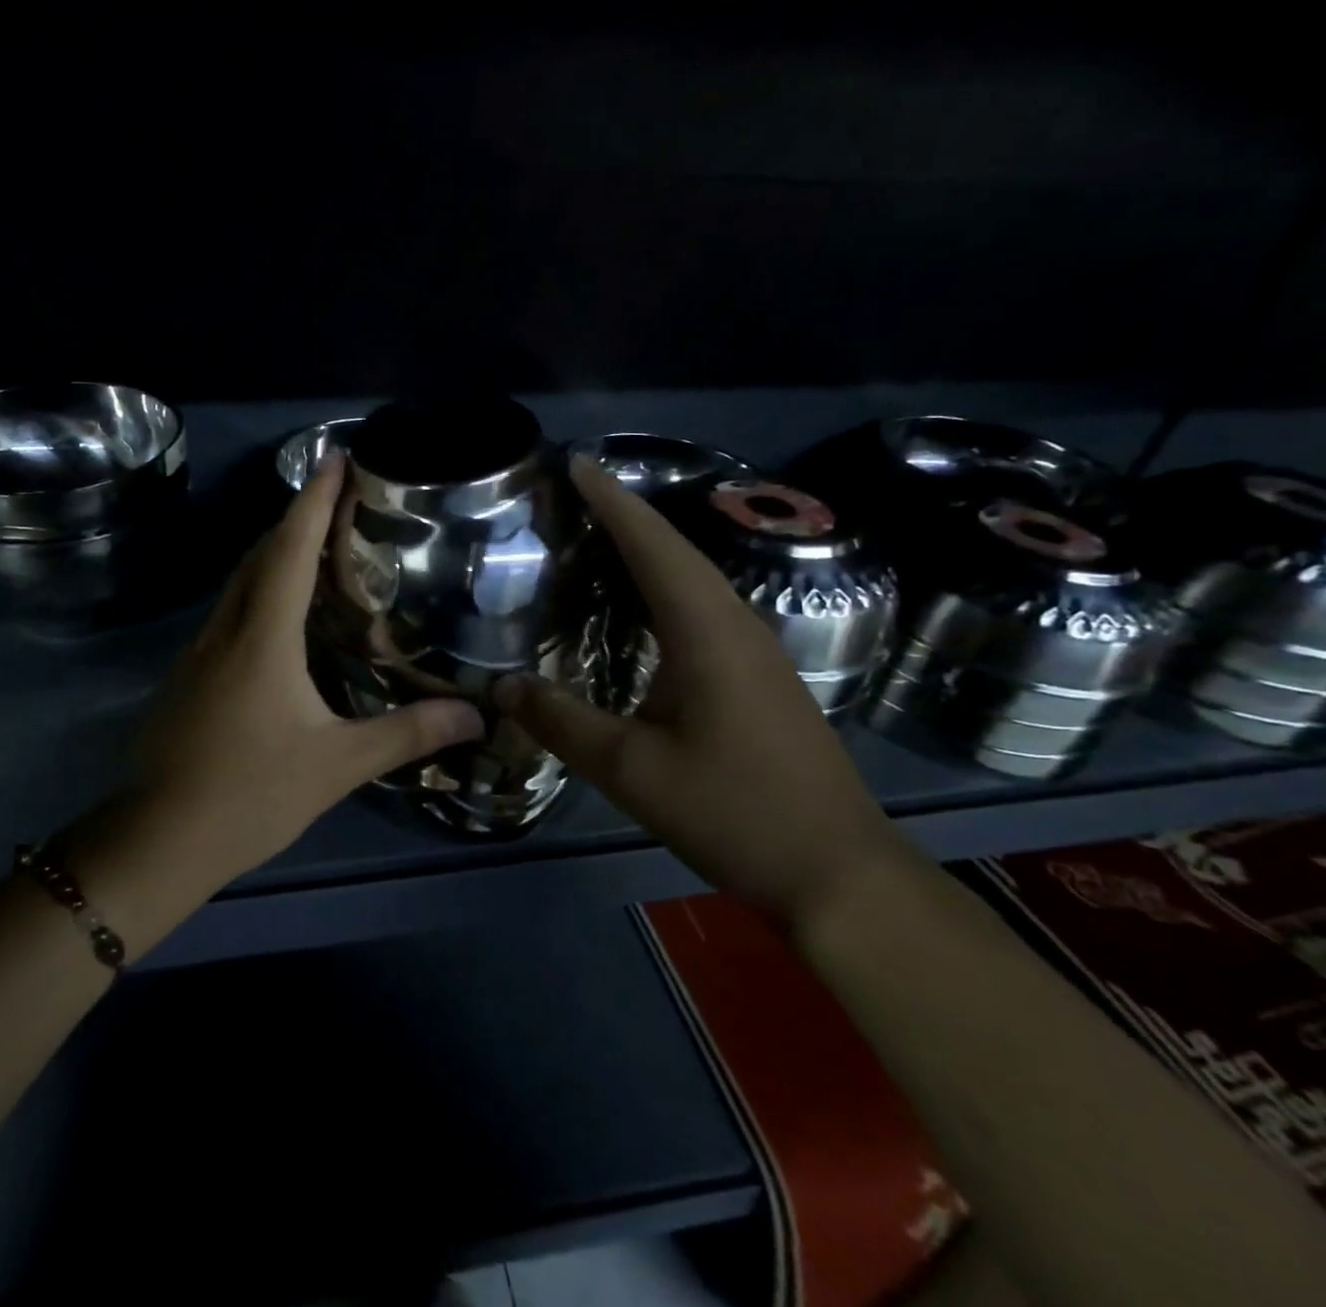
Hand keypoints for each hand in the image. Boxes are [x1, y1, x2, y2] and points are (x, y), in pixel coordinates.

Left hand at [124, 456, 484, 882]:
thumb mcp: (337, 765)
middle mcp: (225, 630)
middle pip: (259, 556)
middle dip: (296, 520)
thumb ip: (406, 734)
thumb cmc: (249, 793)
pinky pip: (228, 616)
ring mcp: (197, 654)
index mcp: (261, 636)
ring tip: (317, 552)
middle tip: (337, 502)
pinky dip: (259, 596)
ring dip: (273, 557)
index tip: (336, 458)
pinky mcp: (187, 679)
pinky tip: (280, 623)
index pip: (290, 549)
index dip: (314, 500)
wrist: (156, 841)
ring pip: (239, 585)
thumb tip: (475, 716)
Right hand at [494, 454, 909, 923]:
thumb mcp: (630, 770)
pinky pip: (704, 609)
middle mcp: (736, 625)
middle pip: (677, 551)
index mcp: (707, 632)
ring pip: (694, 579)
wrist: (838, 873)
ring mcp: (757, 651)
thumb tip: (498, 687)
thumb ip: (561, 722)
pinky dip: (664, 589)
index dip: (612, 502)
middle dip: (626, 517)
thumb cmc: (733, 812)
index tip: (576, 464)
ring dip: (648, 550)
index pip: (653, 546)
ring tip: (597, 538)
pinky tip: (640, 608)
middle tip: (573, 496)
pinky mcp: (761, 676)